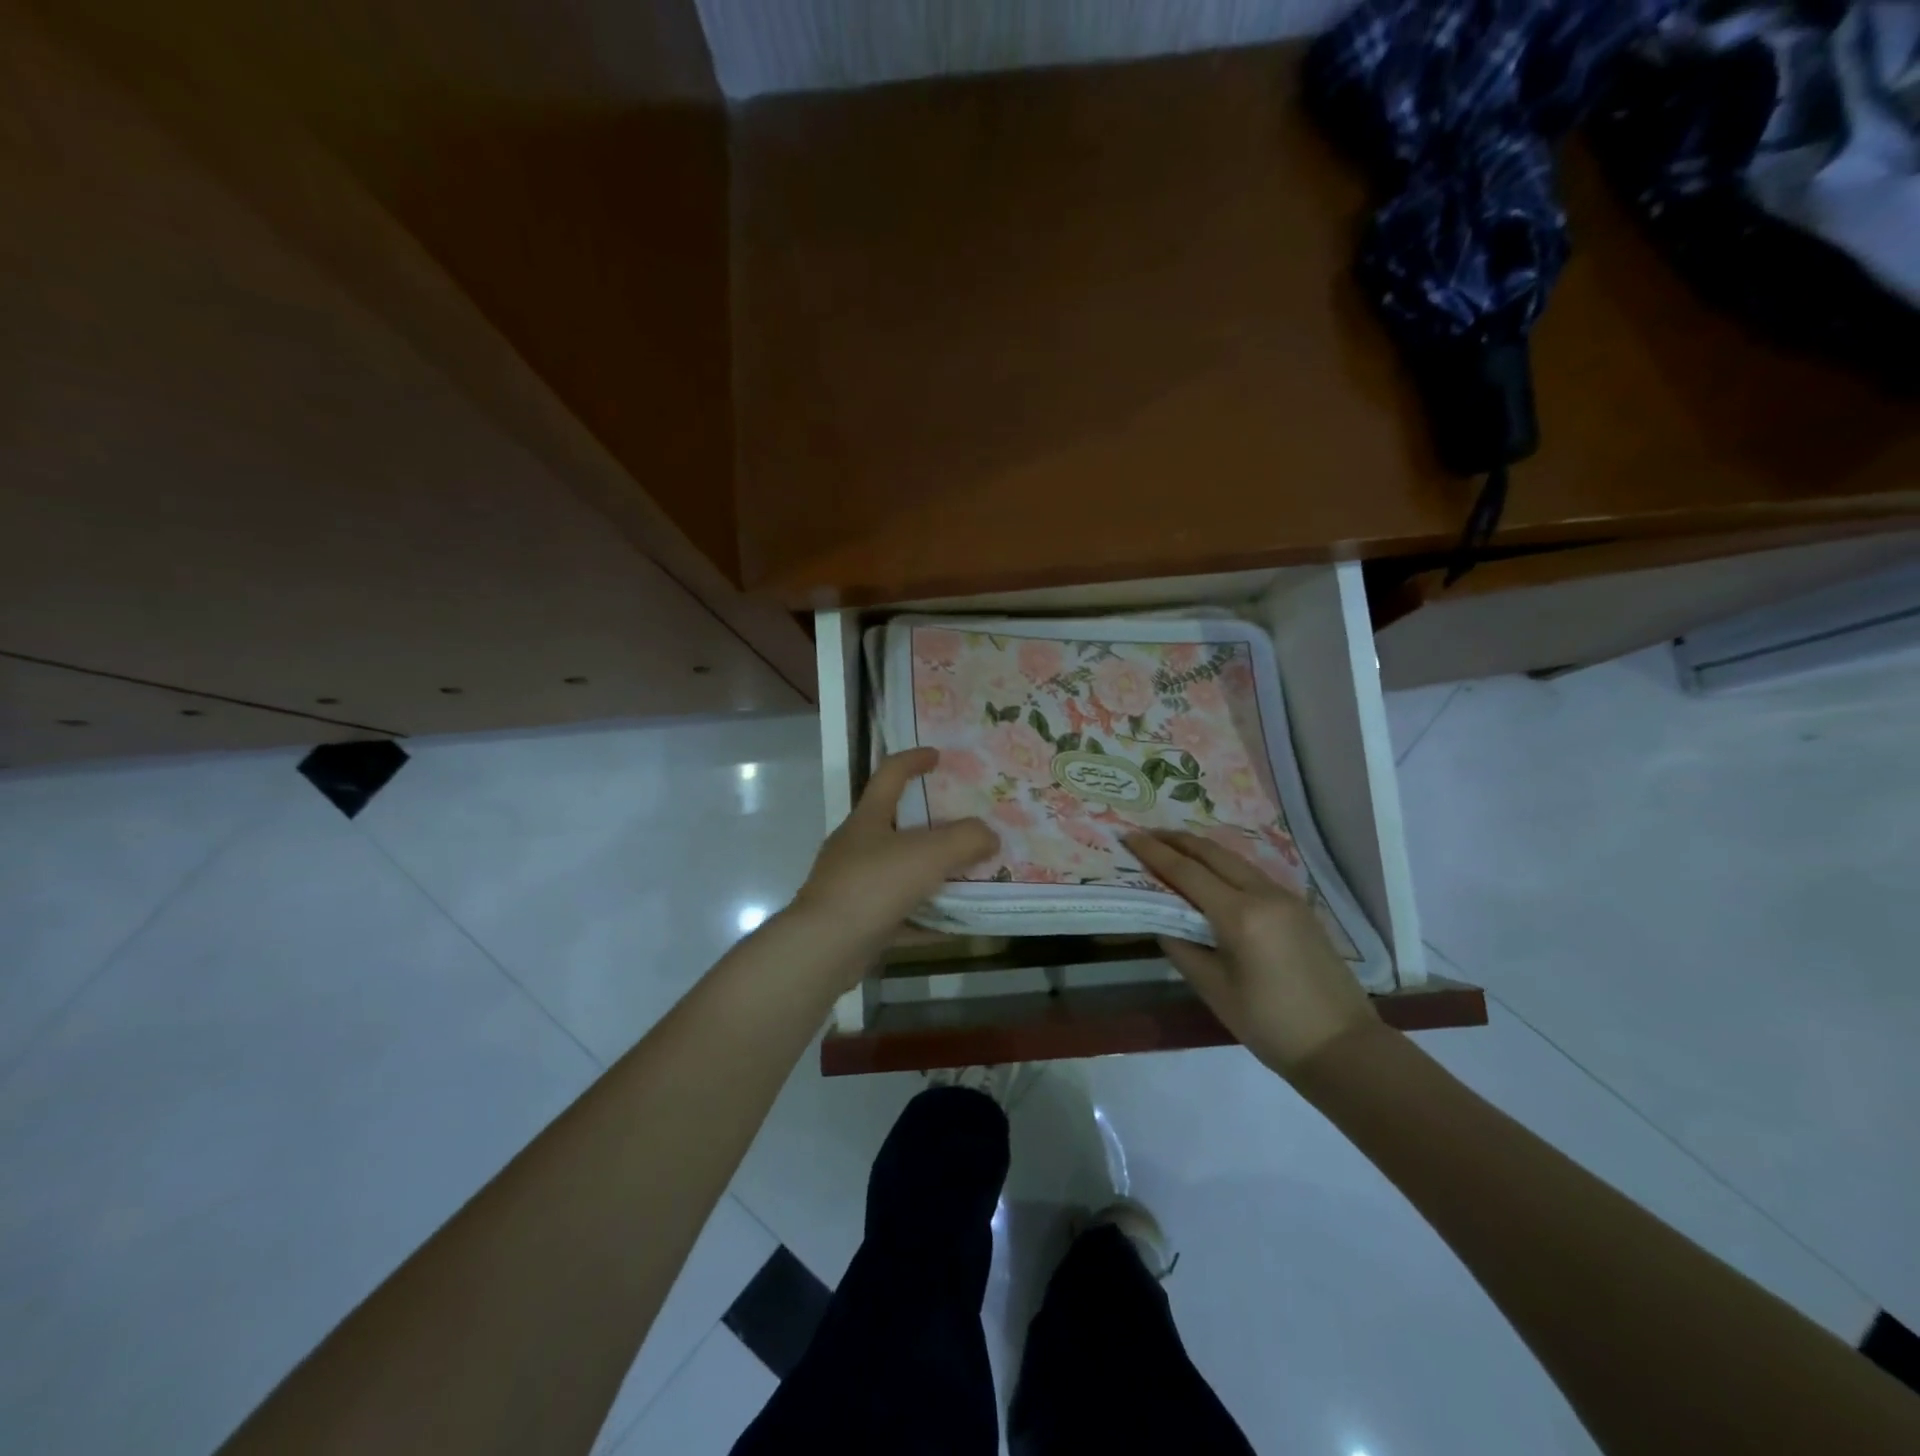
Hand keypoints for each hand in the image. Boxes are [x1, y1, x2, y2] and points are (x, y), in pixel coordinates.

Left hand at [789, 749, 997, 975]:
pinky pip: (900, 914)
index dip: (914, 760)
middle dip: (933, 825)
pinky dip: (926, 917)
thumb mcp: (928, 854)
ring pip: (901, 872)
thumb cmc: (874, 886)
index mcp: (868, 819)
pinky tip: (955, 926)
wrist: (824, 948)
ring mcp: (854, 885)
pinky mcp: (857, 922)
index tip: (938, 756)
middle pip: (898, 826)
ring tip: (969, 876)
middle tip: (968, 826)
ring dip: (933, 874)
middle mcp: (857, 847)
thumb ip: (966, 839)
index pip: (890, 774)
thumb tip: (990, 836)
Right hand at [1124, 830, 1380, 1077]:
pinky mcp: (1299, 908)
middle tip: (1146, 835)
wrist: (1342, 1047)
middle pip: (1213, 854)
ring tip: (1173, 848)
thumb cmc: (1270, 1025)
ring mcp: (1286, 898)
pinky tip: (1211, 874)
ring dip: (1201, 850)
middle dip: (1177, 840)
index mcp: (1240, 915)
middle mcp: (1264, 894)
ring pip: (1235, 860)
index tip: (1128, 836)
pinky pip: (1252, 874)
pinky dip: (1224, 866)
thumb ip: (1181, 946)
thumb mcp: (1213, 989)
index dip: (1154, 852)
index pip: (1187, 872)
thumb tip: (1163, 919)